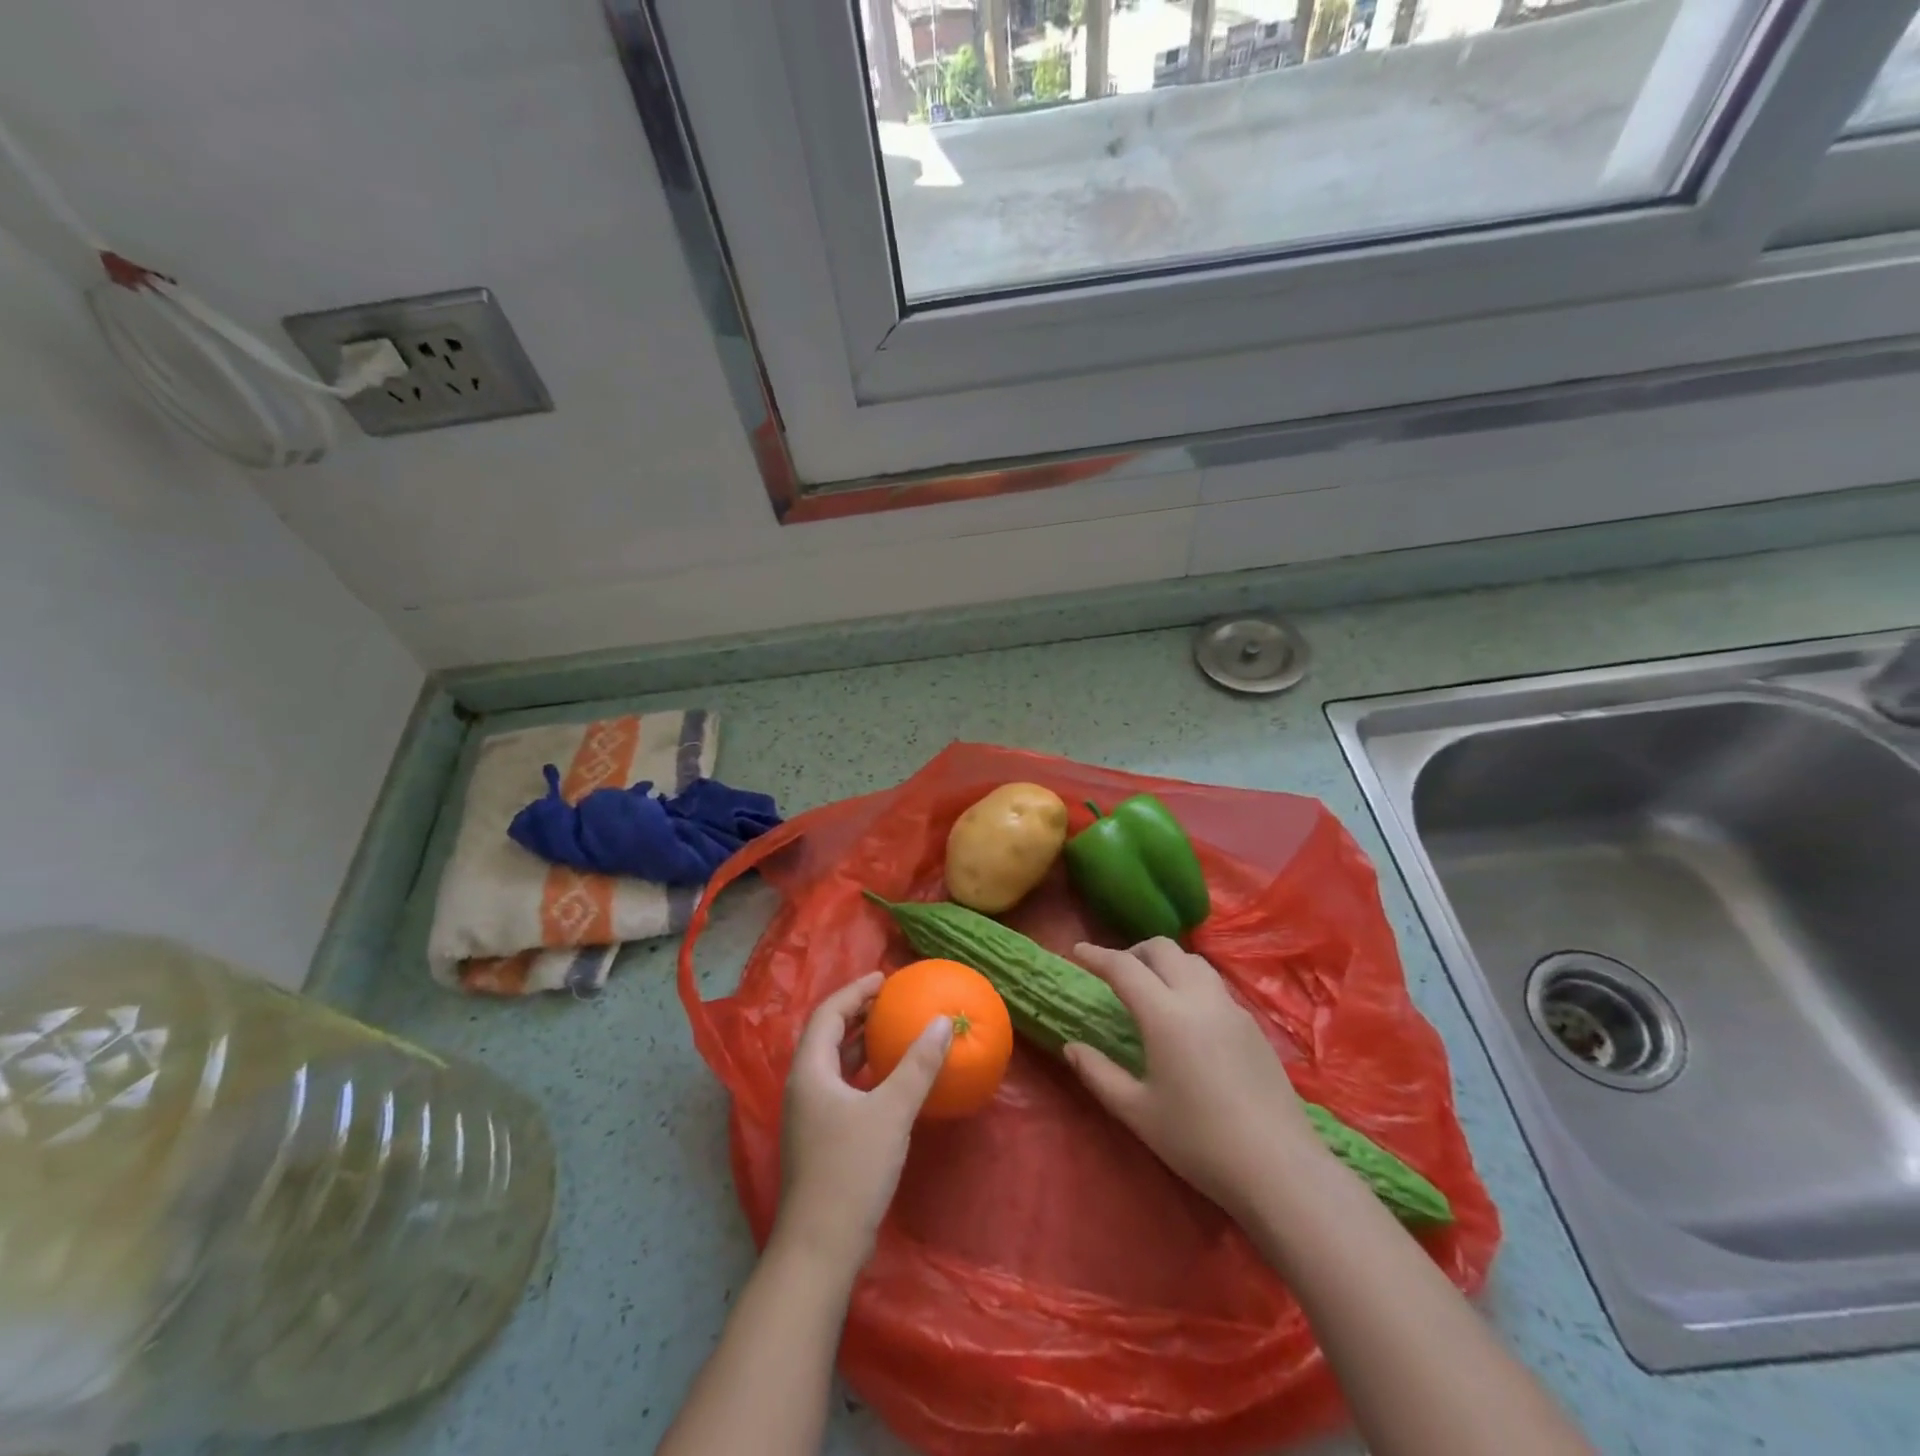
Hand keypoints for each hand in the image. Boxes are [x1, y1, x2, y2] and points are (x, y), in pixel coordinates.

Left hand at [774, 971, 952, 1276]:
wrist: (820, 1249)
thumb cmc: (851, 1171)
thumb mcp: (891, 1112)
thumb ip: (918, 1065)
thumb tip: (943, 1021)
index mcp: (810, 1071)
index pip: (828, 1013)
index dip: (855, 990)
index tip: (885, 978)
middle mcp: (804, 1086)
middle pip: (828, 1035)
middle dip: (859, 1013)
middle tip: (893, 1000)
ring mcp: (810, 1115)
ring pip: (835, 1063)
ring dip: (862, 1043)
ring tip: (895, 1030)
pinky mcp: (821, 1138)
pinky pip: (843, 1087)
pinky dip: (865, 1073)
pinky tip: (891, 1080)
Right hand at [1064, 939, 1323, 1218]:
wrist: (1280, 1169)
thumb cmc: (1199, 1142)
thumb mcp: (1138, 1112)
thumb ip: (1099, 1074)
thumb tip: (1071, 1047)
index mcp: (1165, 1015)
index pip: (1124, 967)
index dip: (1097, 955)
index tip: (1077, 951)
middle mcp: (1199, 998)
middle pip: (1163, 948)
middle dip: (1133, 951)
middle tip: (1115, 972)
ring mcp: (1231, 1008)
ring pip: (1193, 961)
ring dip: (1166, 962)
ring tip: (1152, 988)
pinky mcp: (1253, 1025)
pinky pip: (1214, 985)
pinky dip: (1190, 982)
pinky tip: (1187, 1016)